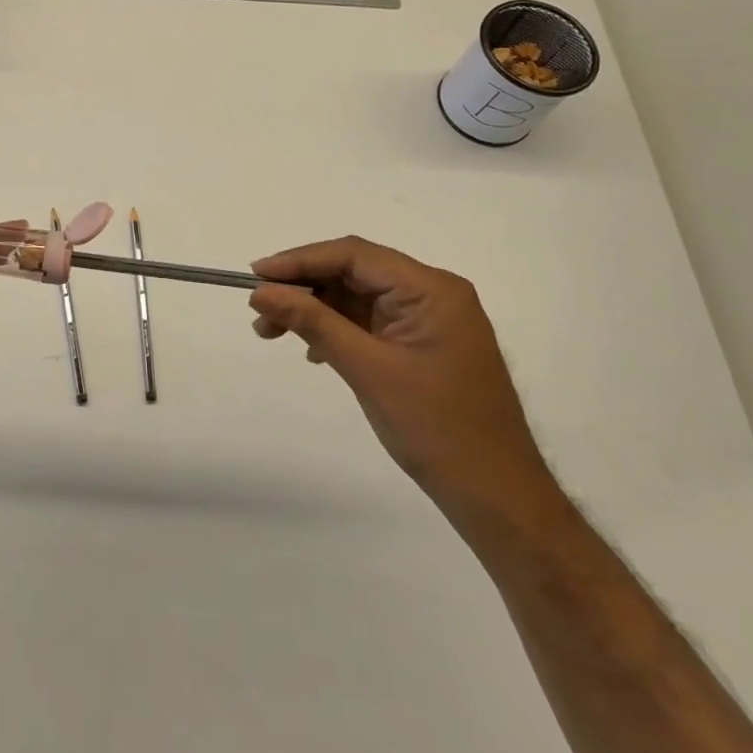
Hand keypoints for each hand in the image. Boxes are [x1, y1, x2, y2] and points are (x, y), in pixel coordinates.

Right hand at [249, 237, 560, 524]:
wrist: (497, 498)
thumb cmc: (437, 429)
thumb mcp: (367, 370)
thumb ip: (313, 322)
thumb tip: (261, 292)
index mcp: (430, 289)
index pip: (353, 255)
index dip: (300, 260)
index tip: (255, 275)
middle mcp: (433, 293)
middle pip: (354, 271)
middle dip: (304, 287)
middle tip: (259, 309)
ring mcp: (430, 319)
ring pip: (358, 296)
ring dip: (315, 309)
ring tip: (271, 331)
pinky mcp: (423, 343)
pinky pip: (370, 320)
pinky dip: (336, 328)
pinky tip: (312, 350)